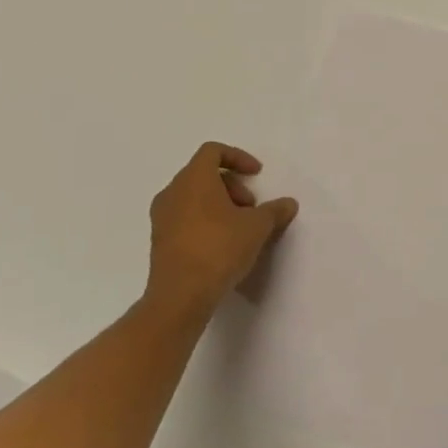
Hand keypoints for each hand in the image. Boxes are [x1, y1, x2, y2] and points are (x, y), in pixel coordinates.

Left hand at [147, 143, 297, 322]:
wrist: (180, 296)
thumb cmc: (219, 248)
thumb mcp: (257, 227)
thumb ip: (274, 211)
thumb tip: (288, 204)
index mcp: (193, 179)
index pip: (213, 151)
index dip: (238, 157)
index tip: (257, 174)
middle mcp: (172, 192)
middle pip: (203, 174)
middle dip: (232, 185)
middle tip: (251, 208)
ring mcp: (161, 217)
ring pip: (193, 197)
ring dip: (219, 204)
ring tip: (240, 228)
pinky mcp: (159, 240)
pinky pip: (185, 217)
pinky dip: (205, 220)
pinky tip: (222, 245)